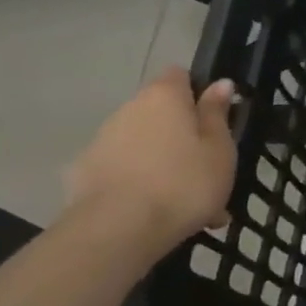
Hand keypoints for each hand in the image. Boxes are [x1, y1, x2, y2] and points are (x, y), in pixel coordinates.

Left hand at [64, 68, 237, 255]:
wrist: (119, 229)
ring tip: (188, 202)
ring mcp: (103, 141)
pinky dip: (143, 184)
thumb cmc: (184, 183)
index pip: (179, 75)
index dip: (197, 92)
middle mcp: (129, 110)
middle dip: (183, 134)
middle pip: (160, 113)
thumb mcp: (219, 149)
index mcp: (164, 97)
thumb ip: (217, 114)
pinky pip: (126, 171)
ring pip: (145, 145)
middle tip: (209, 169)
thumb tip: (220, 83)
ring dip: (165, 163)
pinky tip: (161, 214)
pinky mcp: (85, 173)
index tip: (214, 119)